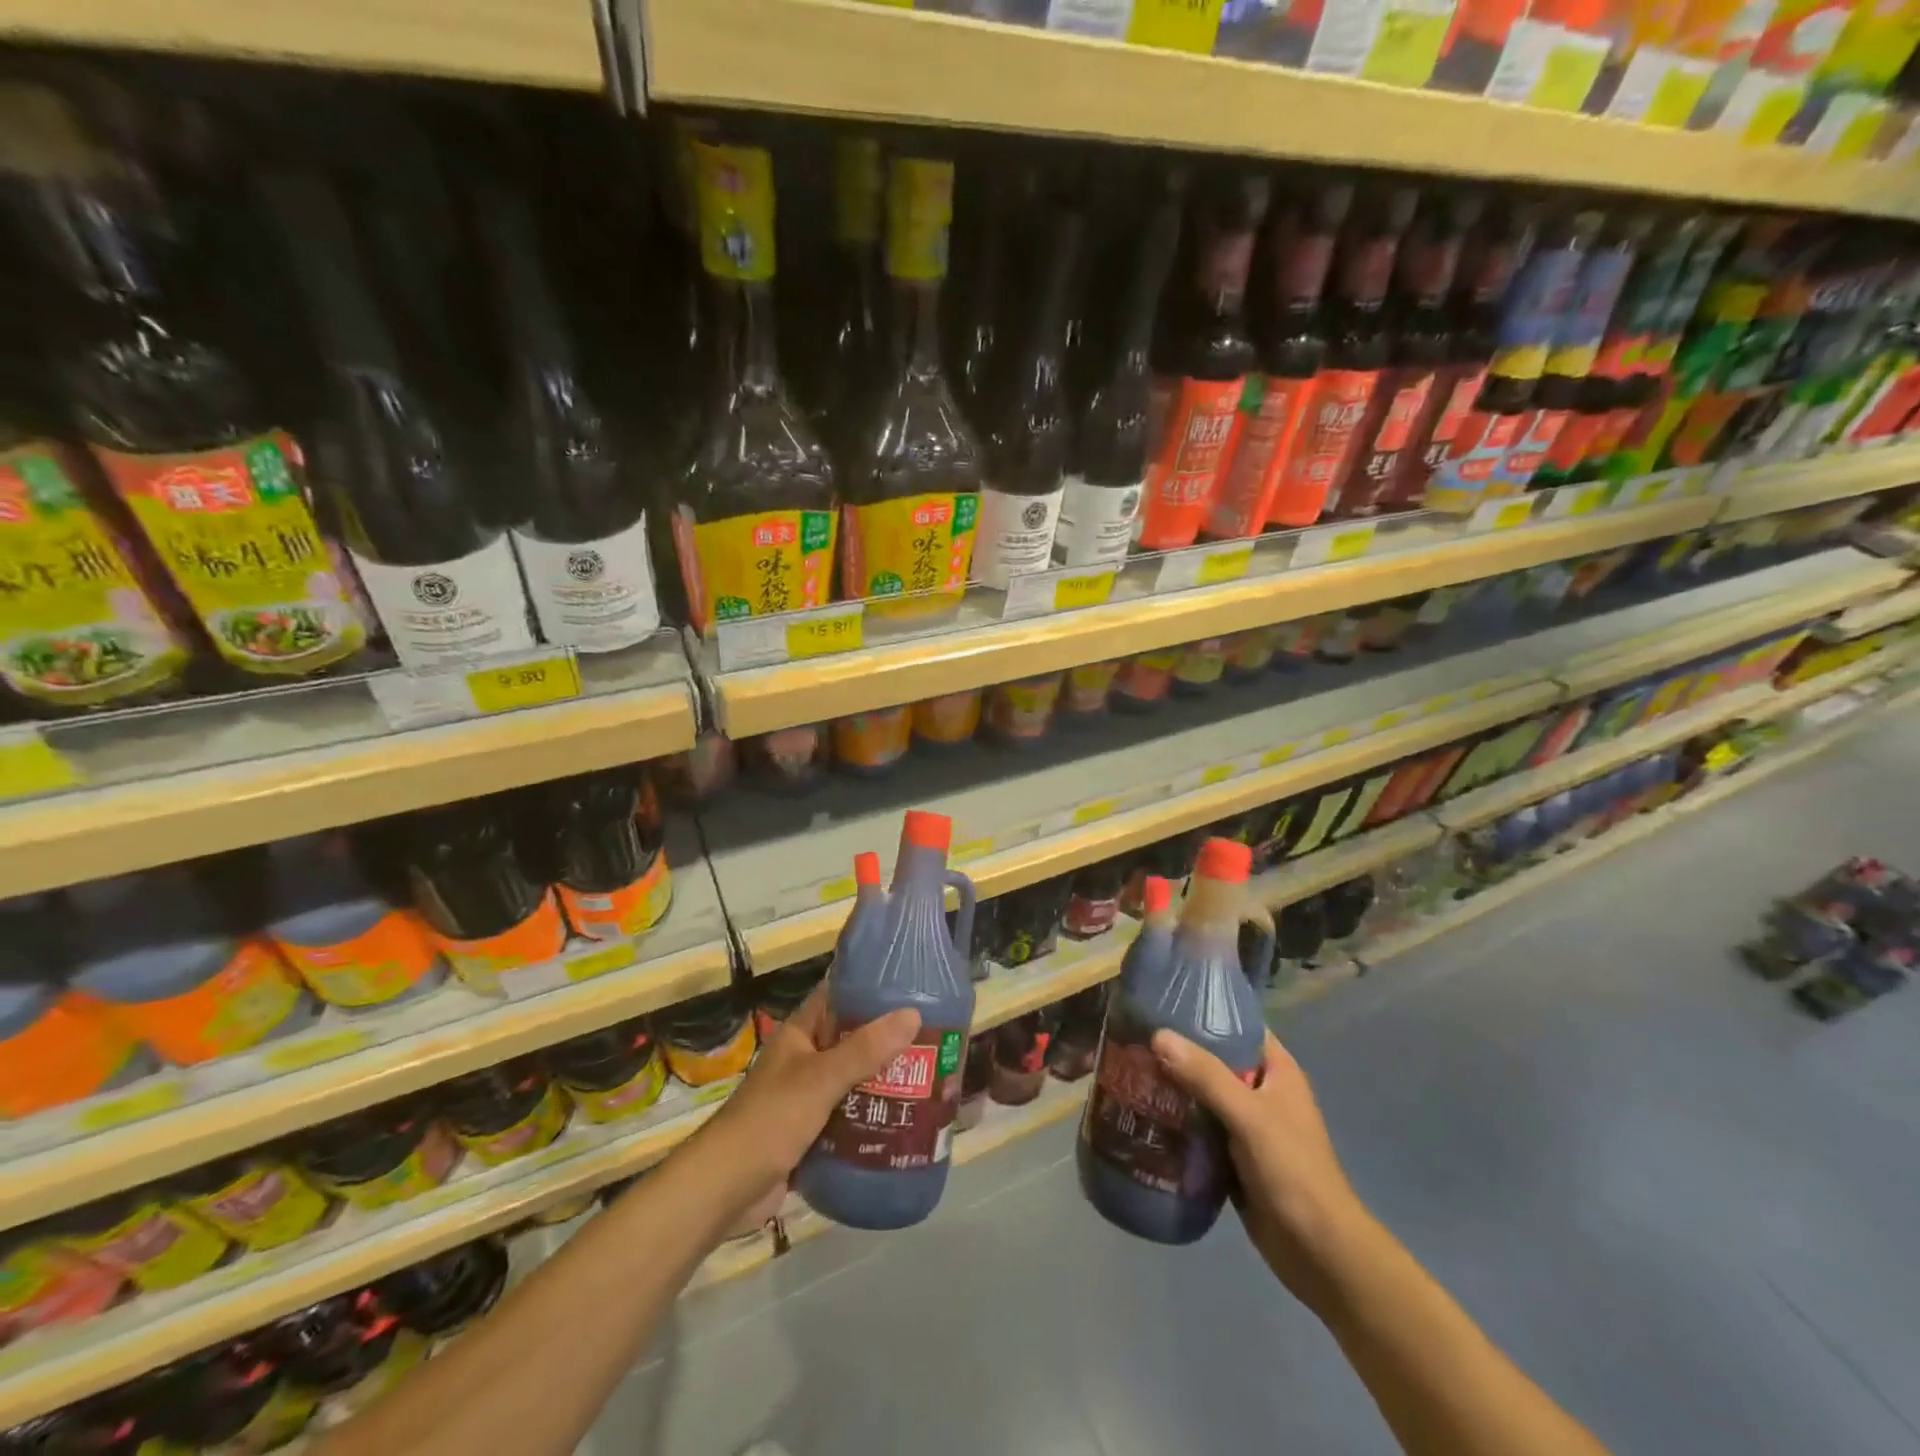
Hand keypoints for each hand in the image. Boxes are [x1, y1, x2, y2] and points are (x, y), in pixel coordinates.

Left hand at [703, 986, 920, 1211]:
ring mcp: (806, 1098)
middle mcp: (804, 1060)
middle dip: (886, 1041)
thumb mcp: (820, 1079)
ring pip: (852, 1081)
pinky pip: (848, 1117)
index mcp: (800, 1035)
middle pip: (851, 1040)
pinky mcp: (811, 1134)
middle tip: (932, 1037)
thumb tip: (912, 1014)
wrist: (725, 1190)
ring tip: (927, 1077)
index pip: (837, 996)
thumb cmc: (770, 1119)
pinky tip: (903, 1120)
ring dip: (882, 1081)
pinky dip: (870, 1116)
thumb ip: (864, 1050)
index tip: (910, 985)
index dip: (869, 988)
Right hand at [1151, 1027, 1368, 1315]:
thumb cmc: (1293, 1172)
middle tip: (1134, 1037)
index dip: (1204, 1009)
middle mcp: (1262, 1091)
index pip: (1237, 1023)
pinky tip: (1144, 1114)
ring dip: (1173, 1086)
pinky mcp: (1233, 1156)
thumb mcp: (1250, 1116)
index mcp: (1277, 1070)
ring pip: (1203, 1094)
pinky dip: (1176, 1120)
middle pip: (1214, 1058)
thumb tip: (1158, 1035)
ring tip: (1130, 1070)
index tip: (1161, 1000)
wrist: (1319, 1254)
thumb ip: (1206, 1076)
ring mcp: (1247, 1125)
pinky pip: (1199, 1127)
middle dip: (1178, 1050)